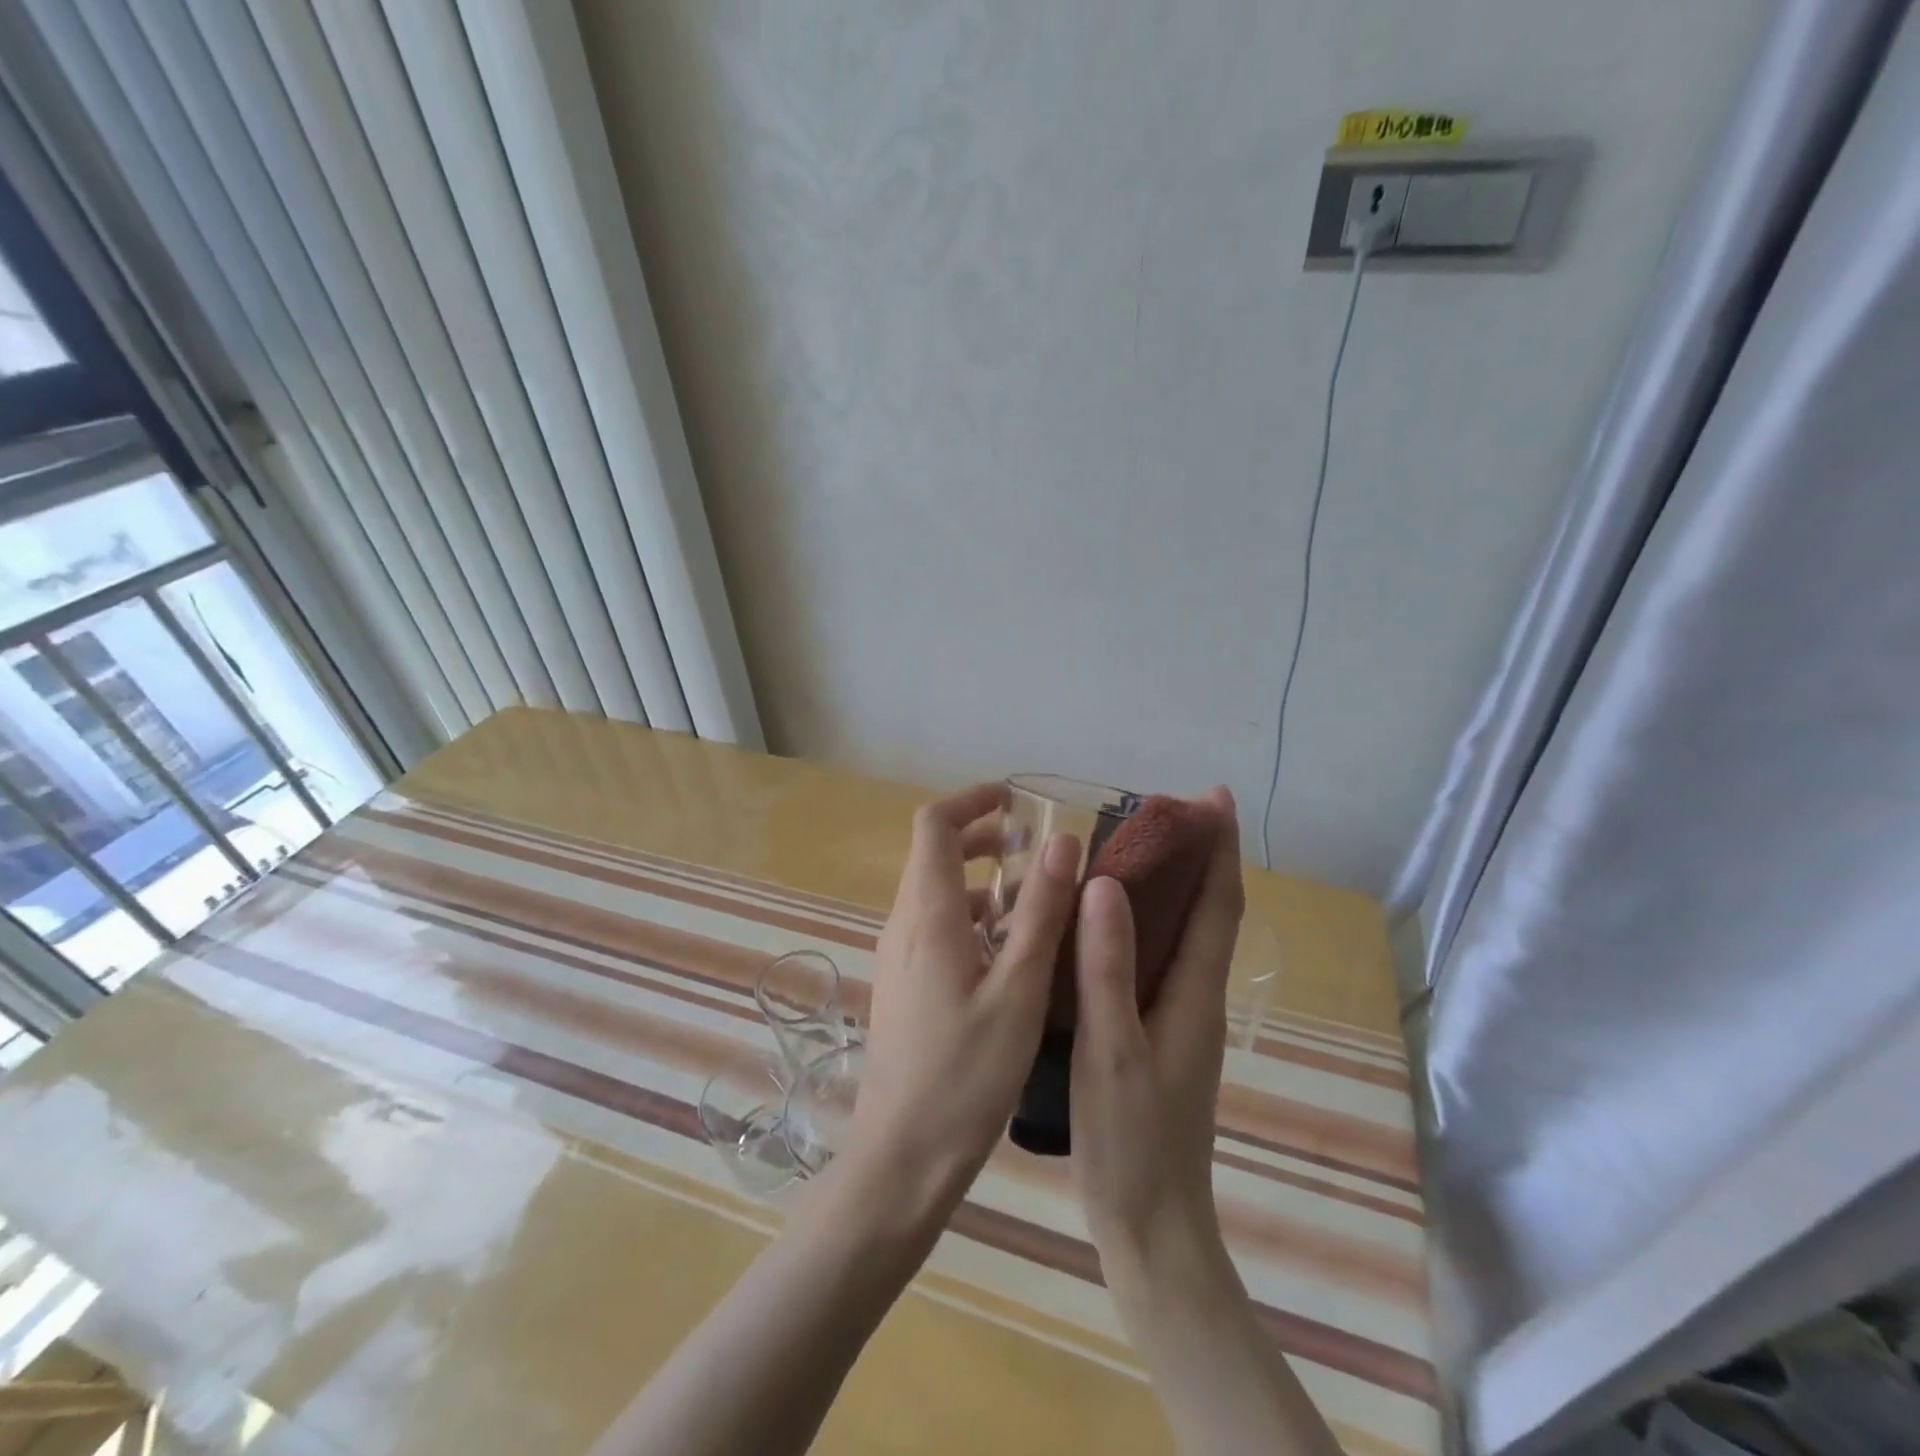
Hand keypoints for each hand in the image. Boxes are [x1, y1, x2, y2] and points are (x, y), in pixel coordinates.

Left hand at [846, 782, 1079, 1217]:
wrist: (901, 1158)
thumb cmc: (965, 1076)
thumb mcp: (1018, 991)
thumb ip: (1040, 913)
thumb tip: (1062, 841)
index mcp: (927, 915)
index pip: (933, 825)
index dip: (971, 800)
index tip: (1016, 800)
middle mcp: (904, 925)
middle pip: (934, 855)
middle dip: (984, 838)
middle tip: (1037, 851)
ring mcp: (900, 957)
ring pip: (938, 894)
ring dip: (983, 883)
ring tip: (1037, 903)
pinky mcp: (905, 985)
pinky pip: (937, 929)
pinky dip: (974, 919)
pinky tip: (1013, 955)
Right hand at [1069, 788, 1243, 1274]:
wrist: (1151, 1229)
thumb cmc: (1132, 1142)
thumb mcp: (1113, 1051)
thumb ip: (1108, 969)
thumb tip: (1105, 884)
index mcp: (1194, 994)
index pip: (1218, 904)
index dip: (1219, 848)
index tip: (1213, 796)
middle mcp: (1195, 997)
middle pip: (1207, 911)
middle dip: (1196, 855)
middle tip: (1157, 811)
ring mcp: (1178, 1019)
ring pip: (1181, 935)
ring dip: (1170, 886)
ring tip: (1130, 849)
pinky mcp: (1155, 1035)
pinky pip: (1155, 960)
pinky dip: (1141, 924)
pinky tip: (1104, 925)